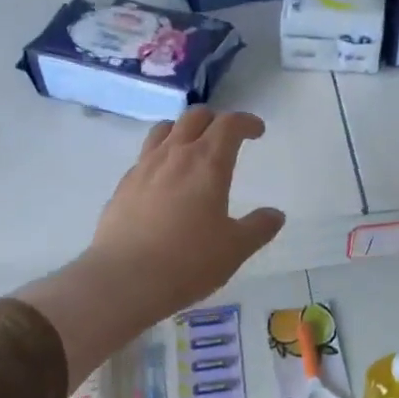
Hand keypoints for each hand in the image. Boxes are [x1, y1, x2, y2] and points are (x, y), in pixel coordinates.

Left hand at [17, 109, 284, 390]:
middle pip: (195, 117)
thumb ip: (258, 228)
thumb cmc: (188, 262)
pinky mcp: (123, 186)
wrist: (124, 280)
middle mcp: (174, 155)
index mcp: (207, 163)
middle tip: (227, 137)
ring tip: (192, 148)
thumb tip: (275, 215)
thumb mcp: (235, 249)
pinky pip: (145, 156)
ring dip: (183, 130)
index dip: (246, 122)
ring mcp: (144, 168)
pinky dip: (161, 156)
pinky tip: (164, 181)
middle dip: (215, 120)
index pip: (229, 124)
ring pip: (164, 130)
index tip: (257, 132)